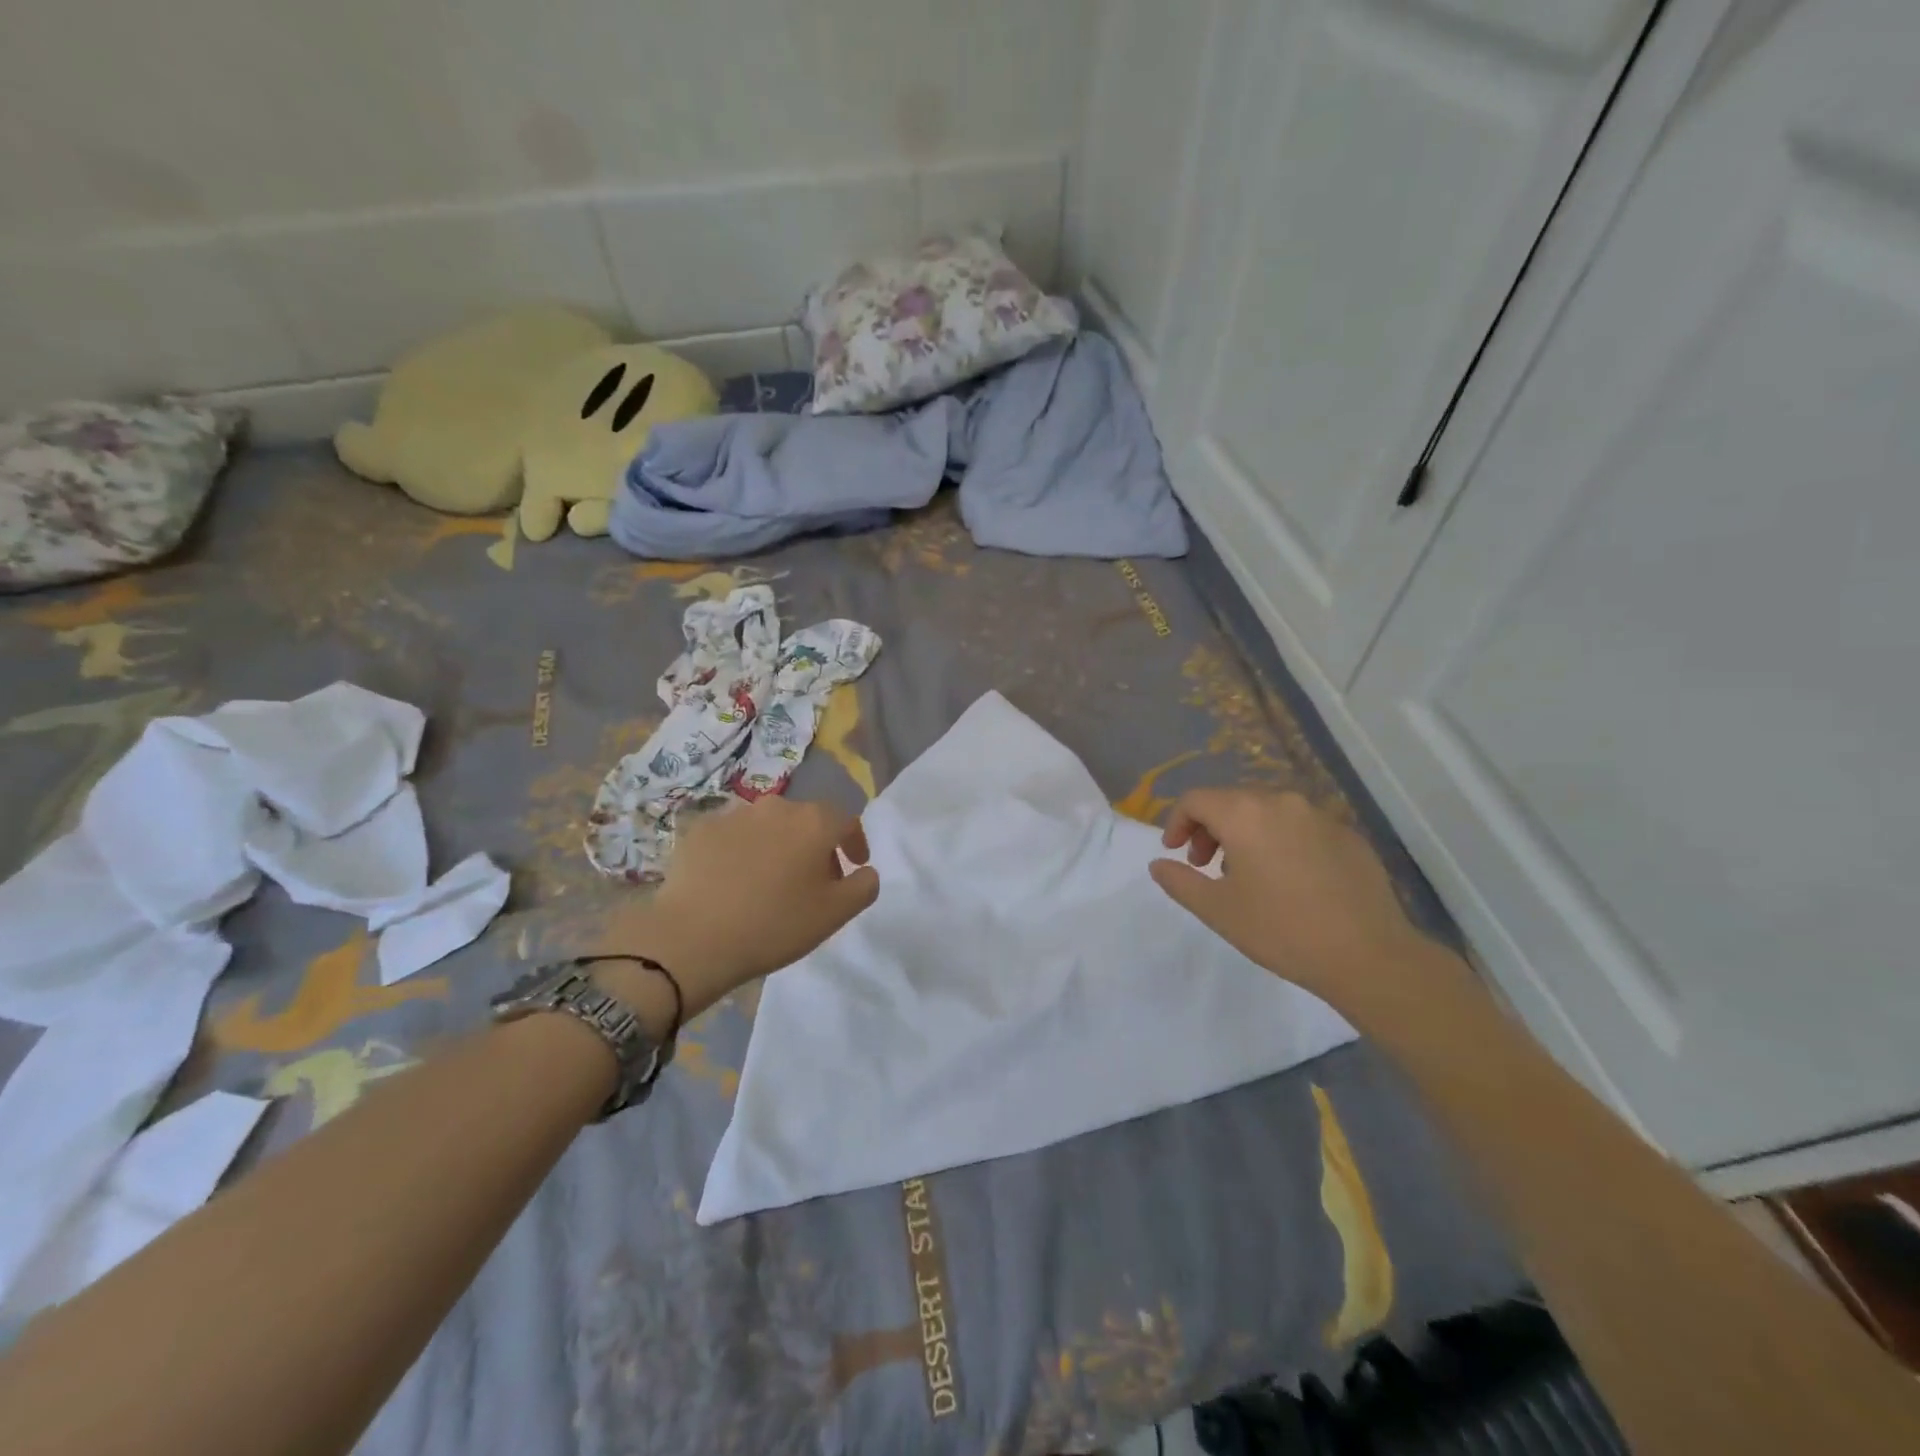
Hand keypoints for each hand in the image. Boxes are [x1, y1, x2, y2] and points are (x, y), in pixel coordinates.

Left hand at [602, 797, 879, 1015]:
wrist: (692, 937)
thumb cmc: (774, 924)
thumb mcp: (835, 914)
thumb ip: (864, 886)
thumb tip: (865, 870)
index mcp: (814, 822)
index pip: (847, 821)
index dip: (854, 843)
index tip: (854, 866)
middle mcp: (777, 806)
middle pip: (807, 820)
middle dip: (816, 845)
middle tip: (813, 880)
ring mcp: (734, 815)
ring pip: (768, 826)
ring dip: (778, 846)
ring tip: (770, 881)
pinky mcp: (700, 830)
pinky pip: (733, 836)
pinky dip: (742, 852)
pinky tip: (734, 881)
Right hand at [1149, 789, 1472, 1024]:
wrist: (1369, 956)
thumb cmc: (1281, 930)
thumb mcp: (1217, 910)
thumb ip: (1180, 880)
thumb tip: (1158, 863)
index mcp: (1245, 814)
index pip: (1196, 799)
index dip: (1177, 822)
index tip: (1174, 853)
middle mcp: (1282, 802)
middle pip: (1232, 801)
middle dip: (1210, 828)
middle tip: (1205, 865)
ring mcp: (1320, 816)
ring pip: (1268, 812)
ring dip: (1245, 834)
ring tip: (1246, 874)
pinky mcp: (1348, 835)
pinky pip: (1300, 827)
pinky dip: (1281, 842)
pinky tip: (1289, 881)